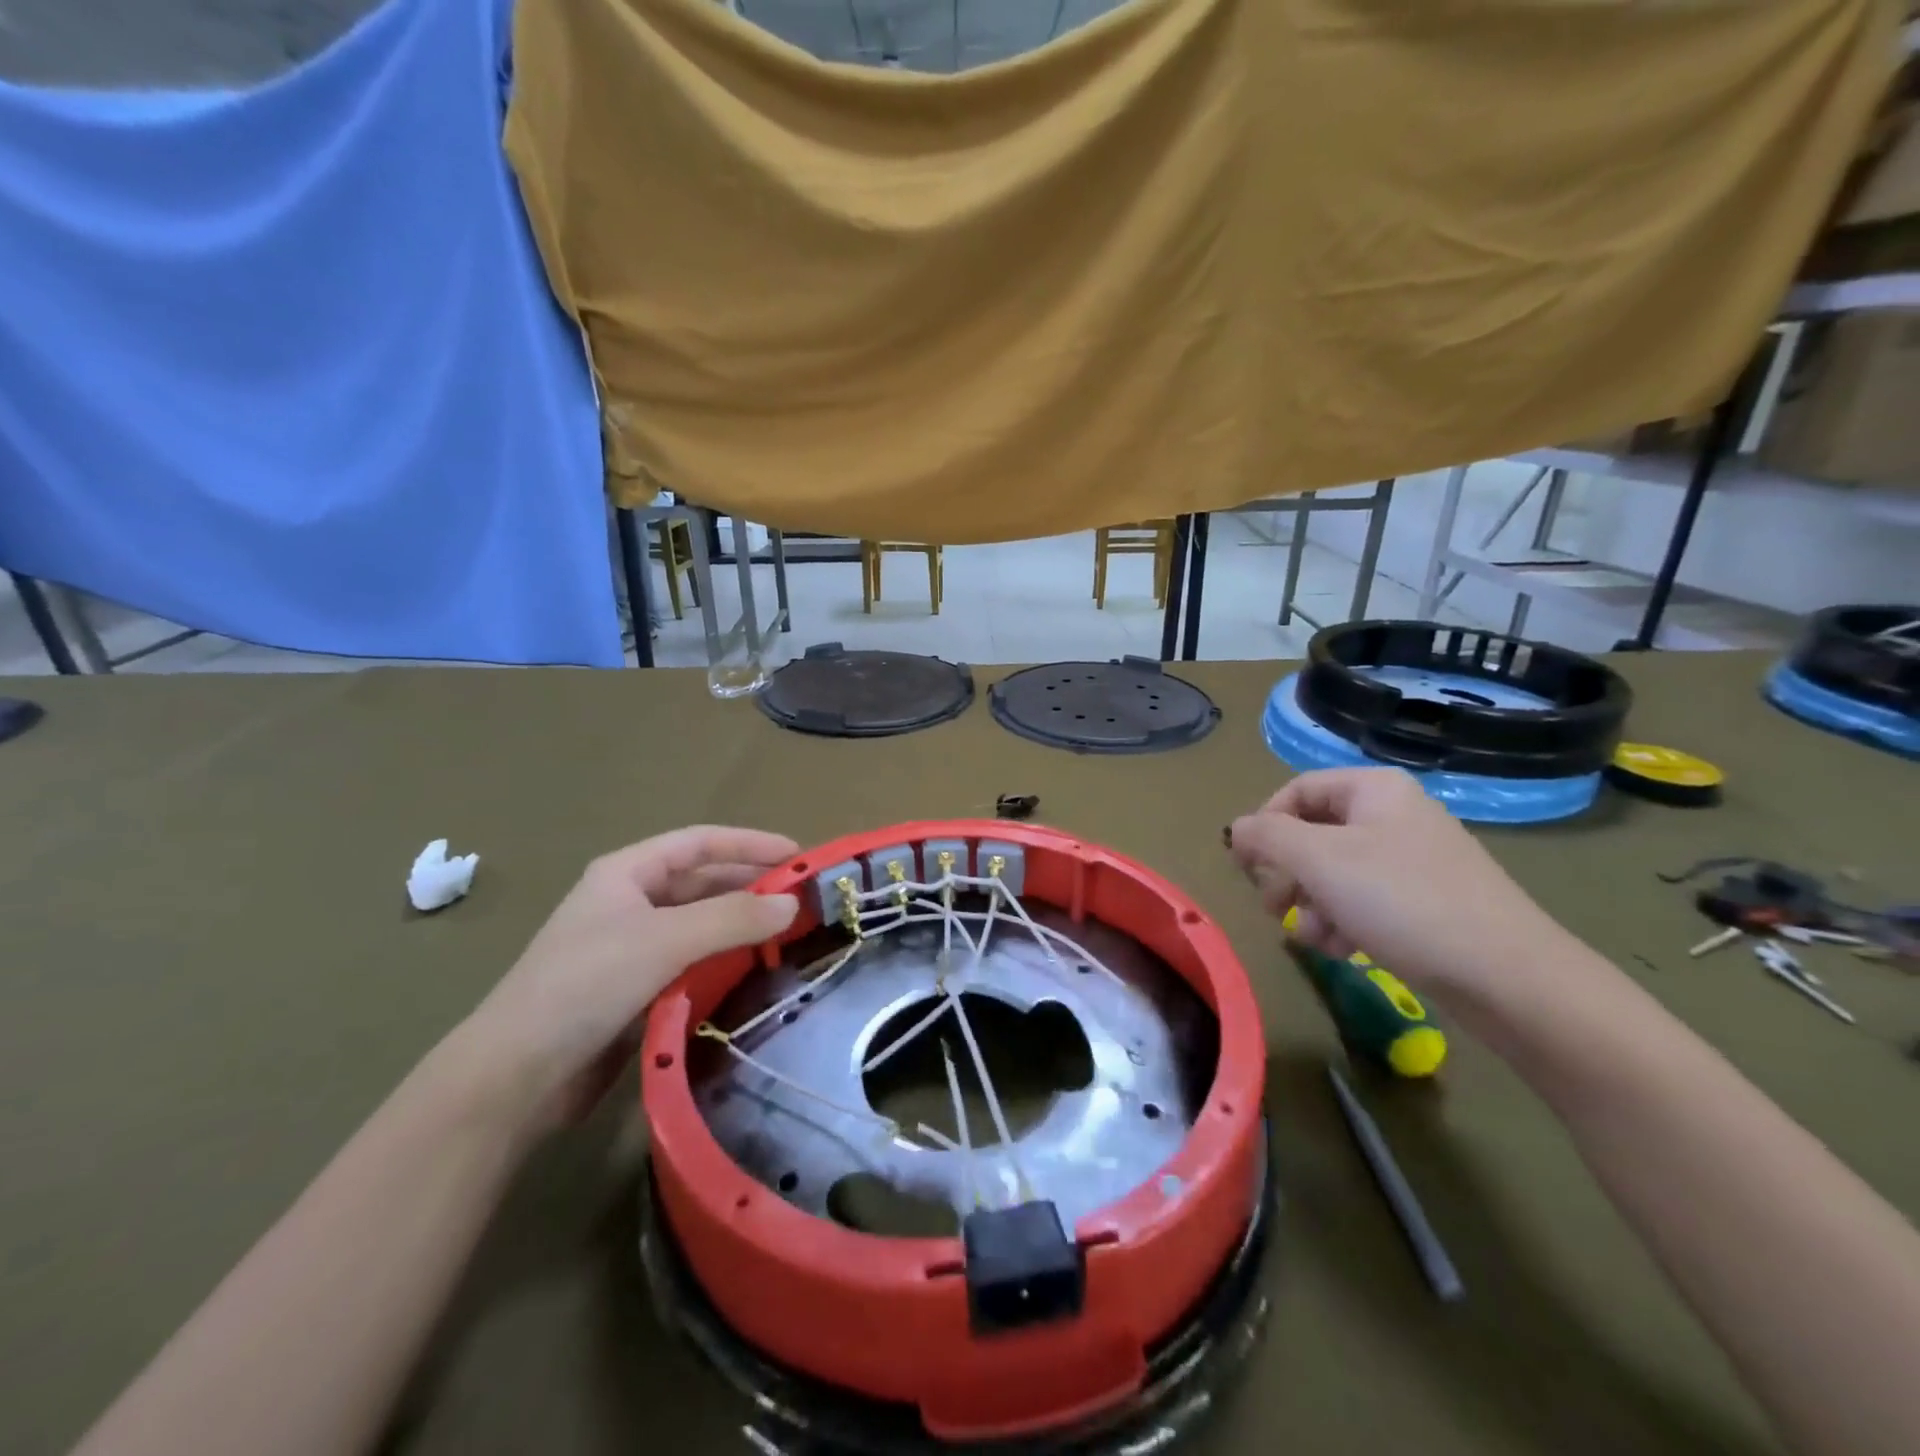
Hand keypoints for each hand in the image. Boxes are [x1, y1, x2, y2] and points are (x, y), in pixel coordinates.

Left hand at [452, 827, 799, 1130]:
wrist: (516, 1076)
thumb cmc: (587, 985)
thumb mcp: (665, 940)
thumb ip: (733, 918)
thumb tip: (793, 904)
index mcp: (626, 873)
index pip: (699, 842)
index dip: (749, 844)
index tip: (798, 856)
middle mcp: (629, 902)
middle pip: (702, 883)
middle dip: (750, 887)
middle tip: (802, 901)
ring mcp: (631, 948)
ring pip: (699, 925)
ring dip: (740, 927)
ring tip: (788, 936)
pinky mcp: (635, 990)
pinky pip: (692, 963)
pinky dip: (723, 962)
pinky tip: (753, 972)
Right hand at [1228, 769, 1571, 993]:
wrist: (1508, 976)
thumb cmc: (1402, 901)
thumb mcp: (1319, 860)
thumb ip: (1267, 837)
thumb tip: (1237, 829)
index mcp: (1374, 790)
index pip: (1296, 791)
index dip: (1264, 825)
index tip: (1246, 866)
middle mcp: (1394, 815)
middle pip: (1314, 833)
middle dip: (1286, 873)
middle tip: (1273, 907)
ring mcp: (1414, 859)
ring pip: (1335, 872)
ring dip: (1311, 904)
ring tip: (1312, 939)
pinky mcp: (1427, 901)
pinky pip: (1365, 900)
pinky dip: (1344, 921)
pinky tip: (1342, 950)